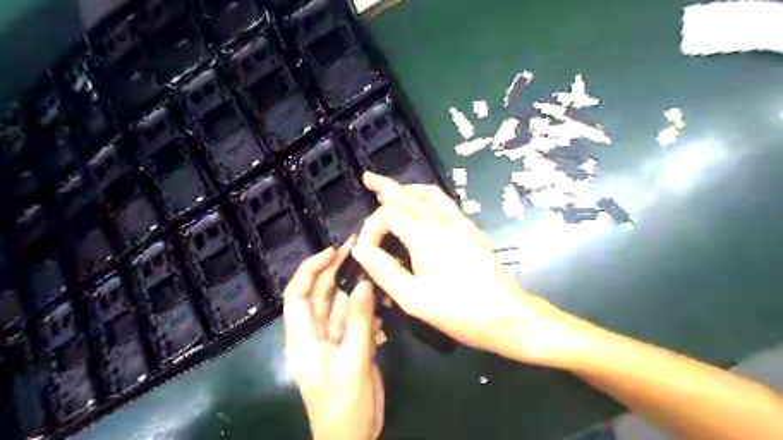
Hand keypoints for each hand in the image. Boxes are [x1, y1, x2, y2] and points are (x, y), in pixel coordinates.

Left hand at [286, 243, 385, 439]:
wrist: (353, 437)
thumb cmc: (343, 404)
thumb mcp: (352, 360)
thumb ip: (360, 321)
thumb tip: (365, 283)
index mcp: (303, 336)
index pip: (297, 293)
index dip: (311, 269)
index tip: (332, 251)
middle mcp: (316, 332)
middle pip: (321, 294)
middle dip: (335, 269)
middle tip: (357, 247)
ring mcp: (335, 338)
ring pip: (342, 304)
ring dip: (356, 287)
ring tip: (373, 265)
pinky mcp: (352, 344)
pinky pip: (358, 318)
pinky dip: (369, 307)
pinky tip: (383, 296)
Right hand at [353, 171, 589, 367]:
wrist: (506, 315)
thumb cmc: (458, 311)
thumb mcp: (412, 298)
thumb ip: (383, 270)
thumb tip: (360, 249)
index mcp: (425, 235)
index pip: (388, 215)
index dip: (371, 228)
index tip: (365, 250)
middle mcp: (442, 220)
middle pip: (409, 196)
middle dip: (386, 187)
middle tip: (368, 177)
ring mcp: (460, 222)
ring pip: (429, 194)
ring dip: (408, 188)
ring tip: (391, 188)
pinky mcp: (471, 229)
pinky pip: (445, 202)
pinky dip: (427, 196)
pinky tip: (422, 204)